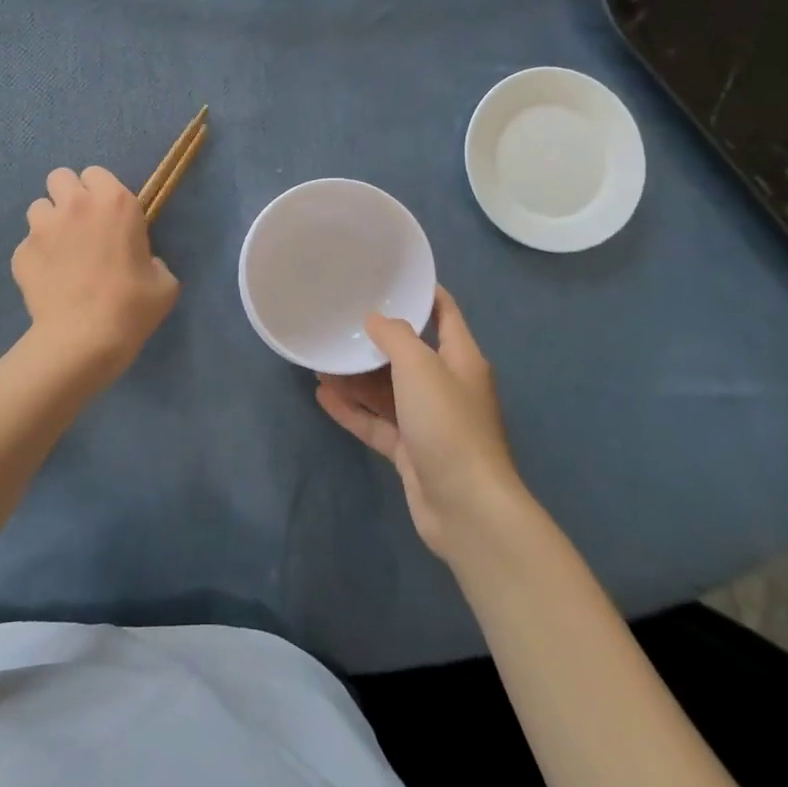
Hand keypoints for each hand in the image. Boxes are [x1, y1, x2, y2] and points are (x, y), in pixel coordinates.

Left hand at [13, 166, 179, 386]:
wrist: (84, 339)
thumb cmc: (132, 307)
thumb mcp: (164, 282)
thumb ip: (153, 261)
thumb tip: (143, 263)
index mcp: (115, 203)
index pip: (96, 173)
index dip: (99, 191)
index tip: (105, 214)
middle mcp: (75, 205)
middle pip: (60, 177)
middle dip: (67, 195)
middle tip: (78, 225)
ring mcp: (43, 227)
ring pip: (38, 208)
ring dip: (49, 223)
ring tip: (59, 252)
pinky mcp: (21, 252)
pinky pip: (27, 245)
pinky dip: (36, 257)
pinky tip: (48, 281)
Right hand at [315, 287, 521, 561]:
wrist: (466, 508)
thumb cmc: (448, 424)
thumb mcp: (420, 367)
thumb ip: (395, 337)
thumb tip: (375, 319)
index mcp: (461, 359)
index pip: (444, 313)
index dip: (421, 293)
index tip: (387, 278)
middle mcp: (446, 386)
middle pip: (408, 354)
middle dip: (374, 341)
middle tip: (338, 323)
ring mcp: (428, 422)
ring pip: (387, 390)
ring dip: (357, 377)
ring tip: (321, 360)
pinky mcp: (411, 451)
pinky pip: (377, 422)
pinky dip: (353, 409)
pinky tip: (323, 396)